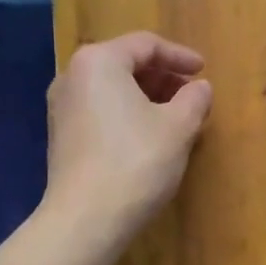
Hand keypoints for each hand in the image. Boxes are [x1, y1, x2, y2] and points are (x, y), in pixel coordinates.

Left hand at [44, 32, 212, 237]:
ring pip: (113, 89)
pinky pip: (101, 111)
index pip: (146, 45)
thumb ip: (194, 98)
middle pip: (126, 64)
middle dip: (163, 77)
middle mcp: (72, 76)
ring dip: (147, 97)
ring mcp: (62, 108)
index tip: (204, 71)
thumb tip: (200, 87)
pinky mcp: (61, 137)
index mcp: (99, 62)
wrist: (86, 220)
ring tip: (176, 116)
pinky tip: (150, 136)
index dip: (180, 56)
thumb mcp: (179, 126)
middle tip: (192, 95)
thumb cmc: (136, 161)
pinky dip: (128, 114)